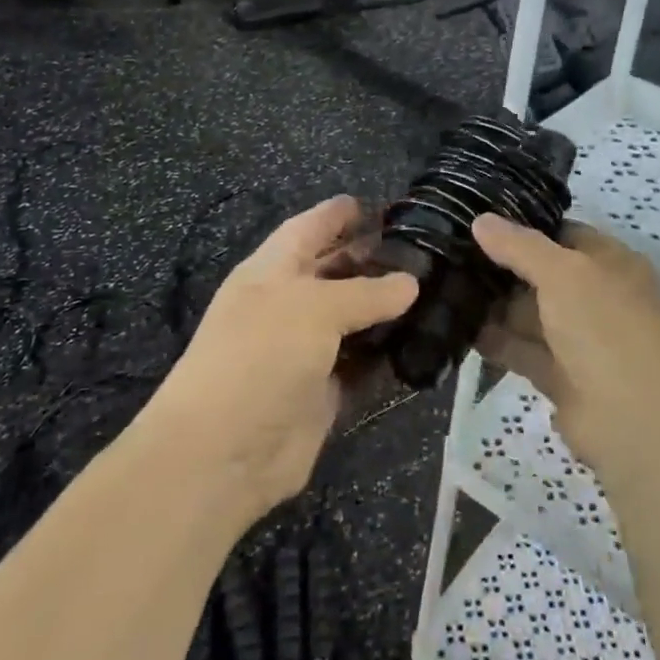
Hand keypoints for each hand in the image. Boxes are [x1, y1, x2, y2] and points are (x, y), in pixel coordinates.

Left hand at [141, 196, 418, 523]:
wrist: (222, 452)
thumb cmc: (260, 355)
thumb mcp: (314, 308)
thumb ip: (366, 292)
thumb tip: (410, 282)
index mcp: (271, 271)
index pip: (308, 229)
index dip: (338, 215)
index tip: (379, 206)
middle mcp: (287, 305)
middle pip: (334, 273)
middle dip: (372, 260)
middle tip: (424, 251)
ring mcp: (304, 351)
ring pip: (353, 321)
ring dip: (387, 311)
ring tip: (436, 293)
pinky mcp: (322, 393)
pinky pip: (362, 366)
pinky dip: (387, 357)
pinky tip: (424, 345)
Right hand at [472, 214, 659, 479]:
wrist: (637, 424)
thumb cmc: (606, 329)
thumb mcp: (563, 273)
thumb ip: (519, 246)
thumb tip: (480, 219)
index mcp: (612, 263)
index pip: (563, 233)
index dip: (523, 227)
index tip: (476, 221)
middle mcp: (598, 296)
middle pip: (542, 273)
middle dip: (501, 266)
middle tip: (450, 253)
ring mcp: (581, 338)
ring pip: (530, 313)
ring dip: (494, 305)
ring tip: (444, 287)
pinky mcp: (562, 376)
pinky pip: (523, 349)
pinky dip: (495, 341)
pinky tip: (458, 328)